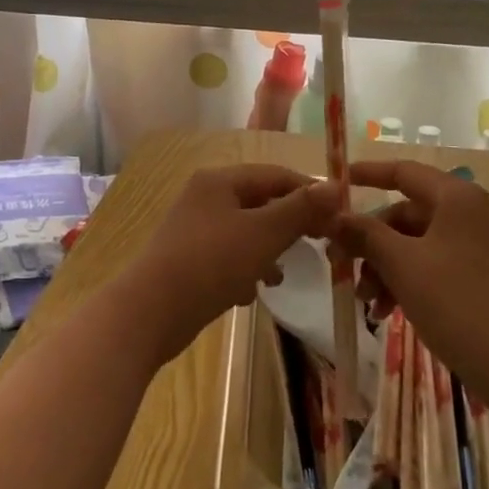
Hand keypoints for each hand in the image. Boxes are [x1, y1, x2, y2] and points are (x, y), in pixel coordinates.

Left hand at [119, 164, 337, 365]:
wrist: (150, 312)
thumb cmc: (211, 263)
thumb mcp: (263, 234)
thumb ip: (300, 210)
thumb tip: (337, 186)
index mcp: (220, 181)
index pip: (276, 175)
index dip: (310, 193)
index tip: (338, 218)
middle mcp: (205, 198)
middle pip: (261, 203)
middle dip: (289, 225)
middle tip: (319, 245)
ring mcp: (194, 230)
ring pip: (246, 232)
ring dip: (269, 250)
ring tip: (281, 274)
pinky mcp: (188, 261)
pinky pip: (228, 257)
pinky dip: (245, 270)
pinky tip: (252, 293)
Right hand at [330, 160, 488, 418]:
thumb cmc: (456, 303)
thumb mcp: (402, 265)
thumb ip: (365, 234)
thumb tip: (334, 216)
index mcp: (457, 198)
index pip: (403, 172)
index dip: (366, 175)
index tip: (334, 184)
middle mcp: (471, 212)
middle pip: (406, 214)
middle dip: (371, 241)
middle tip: (340, 264)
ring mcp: (479, 245)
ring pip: (416, 243)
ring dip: (385, 266)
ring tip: (367, 301)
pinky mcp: (482, 274)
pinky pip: (434, 264)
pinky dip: (407, 280)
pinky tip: (386, 311)